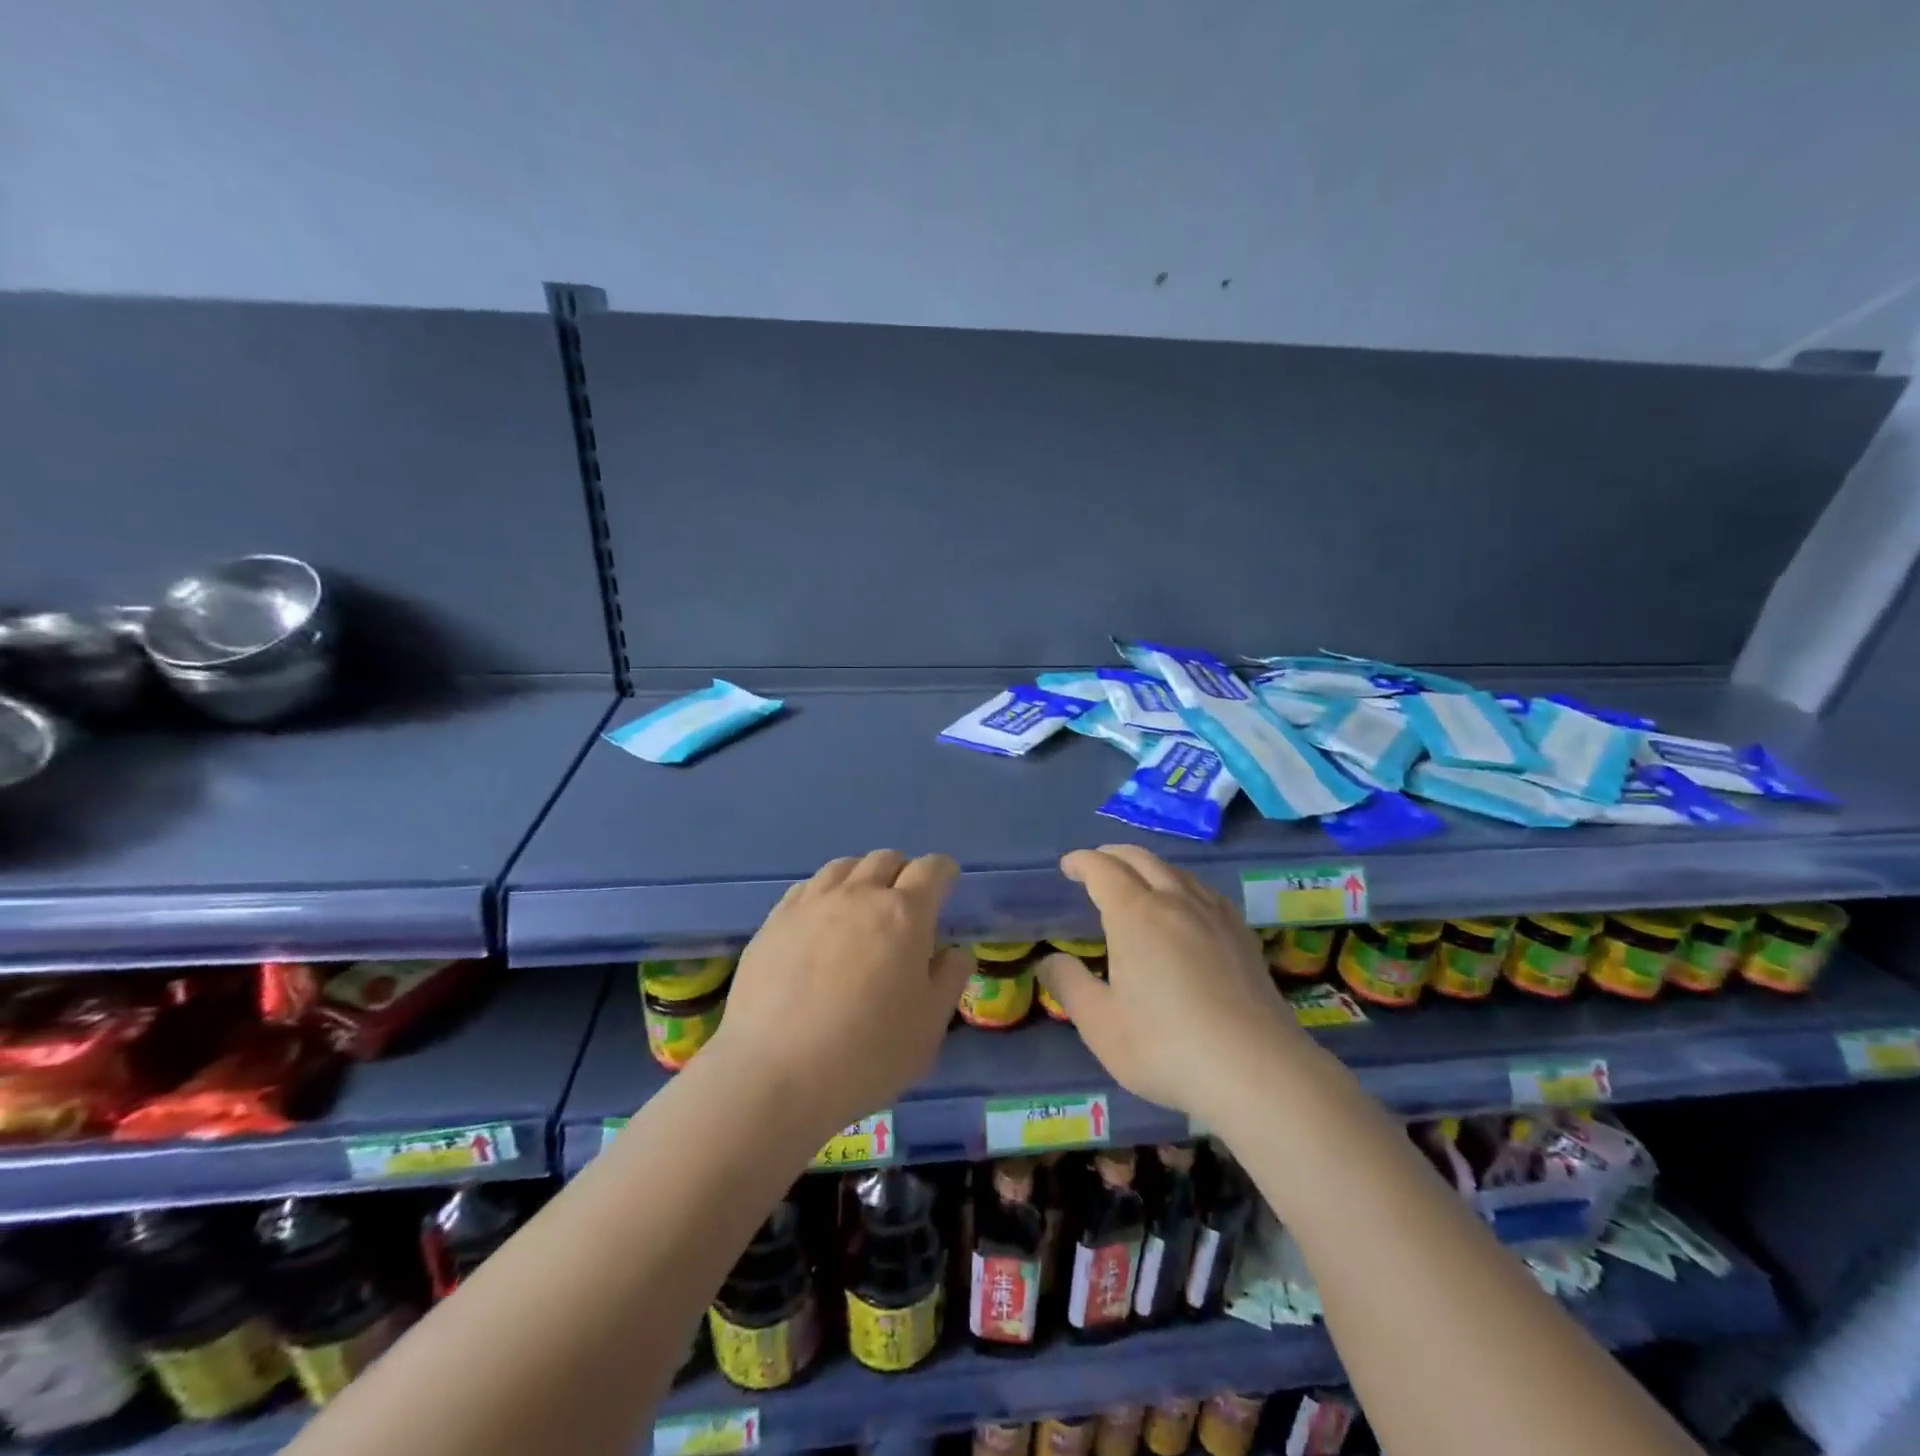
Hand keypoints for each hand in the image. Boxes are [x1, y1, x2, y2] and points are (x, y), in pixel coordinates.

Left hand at [708, 849, 971, 1140]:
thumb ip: (949, 979)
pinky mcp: (774, 921)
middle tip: (905, 904)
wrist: (774, 1075)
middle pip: (885, 859)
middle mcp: (858, 895)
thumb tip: (955, 951)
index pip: (931, 869)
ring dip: (862, 877)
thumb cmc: (867, 1054)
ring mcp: (811, 904)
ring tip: (861, 907)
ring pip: (844, 867)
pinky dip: (824, 893)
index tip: (946, 885)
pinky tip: (820, 922)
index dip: (943, 872)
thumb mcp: (929, 1026)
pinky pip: (807, 887)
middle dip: (902, 872)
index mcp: (904, 914)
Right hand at [1037, 845, 1305, 1125]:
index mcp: (1136, 914)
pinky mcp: (1242, 936)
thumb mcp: (1100, 1024)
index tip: (1068, 866)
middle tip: (1095, 864)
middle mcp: (1176, 902)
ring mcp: (1215, 916)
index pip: (1103, 870)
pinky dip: (1181, 884)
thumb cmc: (1166, 1046)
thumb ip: (1069, 986)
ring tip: (1137, 881)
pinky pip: (1205, 891)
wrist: (1257, 1071)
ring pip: (1177, 871)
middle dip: (1113, 855)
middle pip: (1141, 860)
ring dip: (1148, 866)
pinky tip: (1186, 907)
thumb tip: (1049, 961)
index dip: (1082, 862)